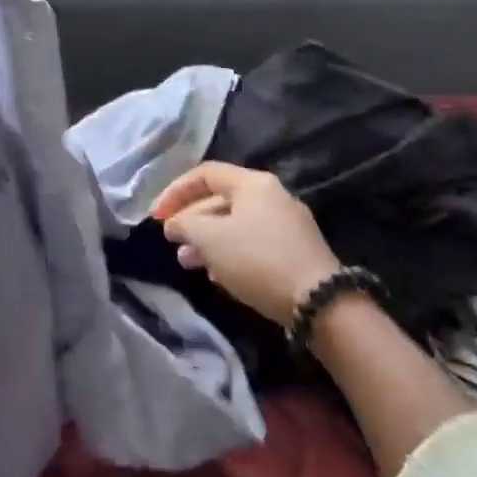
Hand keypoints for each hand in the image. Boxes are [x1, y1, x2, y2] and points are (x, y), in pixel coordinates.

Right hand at [151, 163, 340, 326]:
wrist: (319, 303)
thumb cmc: (257, 259)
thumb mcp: (210, 238)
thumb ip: (184, 224)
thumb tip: (173, 224)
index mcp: (253, 183)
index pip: (204, 174)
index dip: (175, 191)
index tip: (156, 217)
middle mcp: (273, 196)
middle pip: (220, 199)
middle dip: (191, 220)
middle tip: (172, 242)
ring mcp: (288, 225)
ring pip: (236, 224)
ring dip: (207, 241)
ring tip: (187, 263)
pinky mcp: (296, 252)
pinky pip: (253, 243)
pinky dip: (229, 253)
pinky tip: (218, 275)